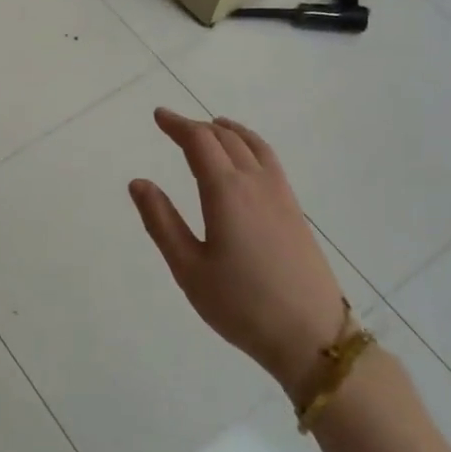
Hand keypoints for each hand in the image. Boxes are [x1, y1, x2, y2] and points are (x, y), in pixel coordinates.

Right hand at [129, 108, 348, 399]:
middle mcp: (256, 183)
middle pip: (227, 138)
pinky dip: (250, 146)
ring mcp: (281, 196)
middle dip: (198, 127)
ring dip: (229, 131)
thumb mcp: (189, 268)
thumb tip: (138, 182)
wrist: (311, 335)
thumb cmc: (241, 305)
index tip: (159, 116)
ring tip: (213, 128)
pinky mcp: (295, 212)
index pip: (200, 142)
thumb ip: (161, 221)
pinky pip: (269, 161)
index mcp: (226, 192)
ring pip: (253, 146)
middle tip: (175, 126)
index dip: (178, 125)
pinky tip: (245, 162)